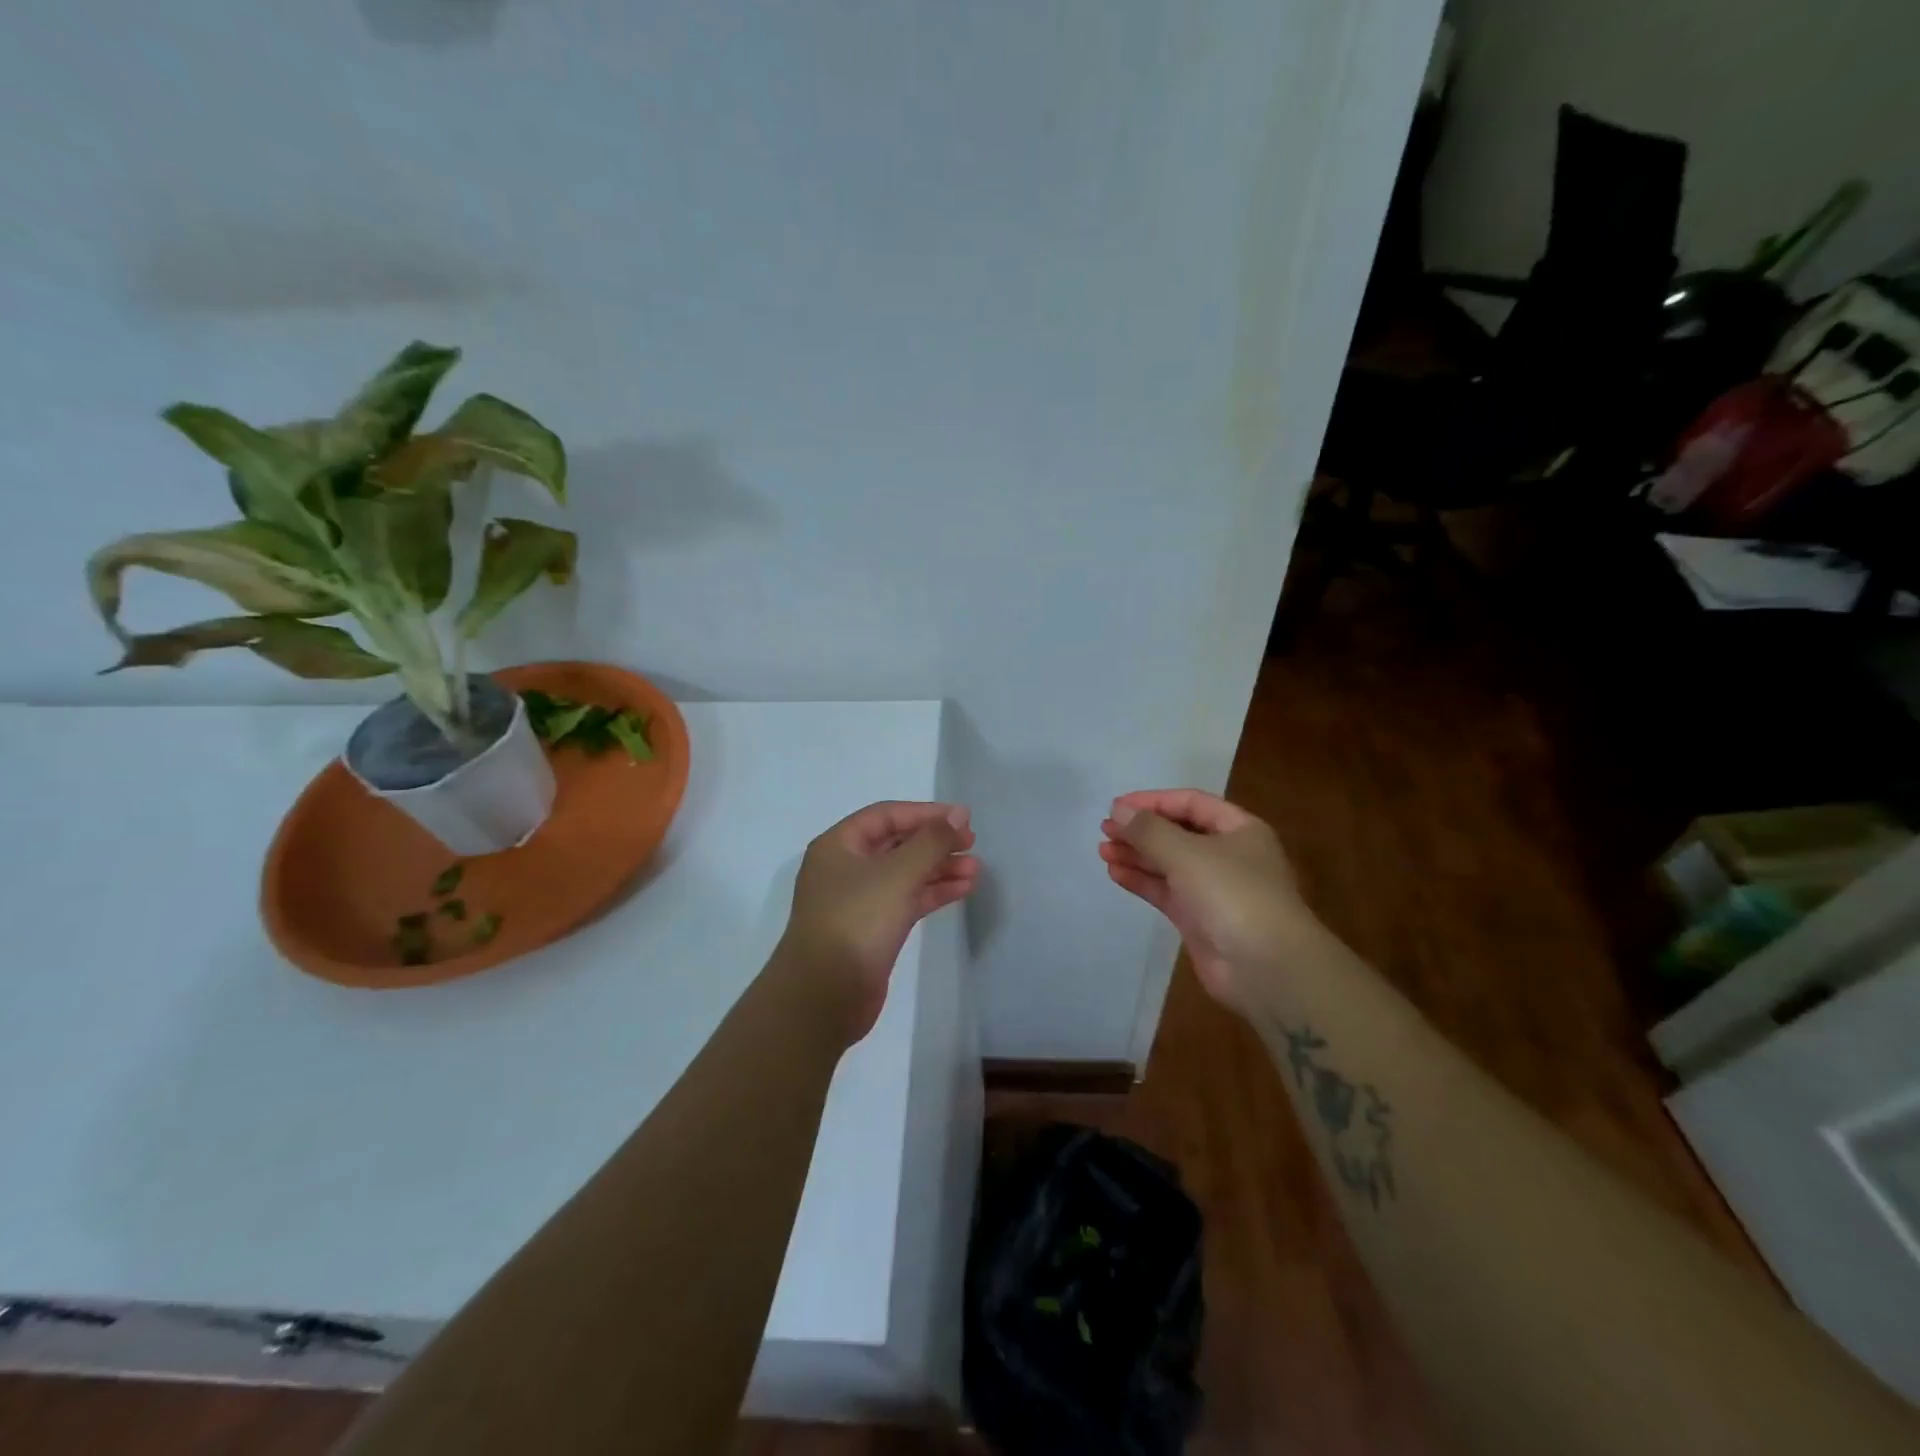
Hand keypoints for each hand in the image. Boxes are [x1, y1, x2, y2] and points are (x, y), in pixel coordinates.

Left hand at [780, 801, 978, 1040]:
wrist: (825, 994)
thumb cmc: (857, 921)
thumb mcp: (897, 873)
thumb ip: (931, 841)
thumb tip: (957, 816)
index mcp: (838, 846)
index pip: (886, 816)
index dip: (925, 813)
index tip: (963, 819)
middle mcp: (845, 868)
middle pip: (896, 844)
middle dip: (934, 842)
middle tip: (971, 843)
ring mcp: (858, 901)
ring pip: (904, 874)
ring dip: (939, 869)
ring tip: (976, 869)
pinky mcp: (872, 929)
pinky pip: (906, 900)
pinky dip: (932, 893)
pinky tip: (963, 889)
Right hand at [1099, 789, 1311, 1010]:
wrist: (1266, 968)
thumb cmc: (1232, 894)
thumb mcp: (1187, 853)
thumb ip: (1149, 830)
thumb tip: (1118, 809)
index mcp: (1240, 830)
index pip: (1191, 803)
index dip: (1153, 801)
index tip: (1117, 806)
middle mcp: (1228, 855)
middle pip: (1178, 833)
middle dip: (1141, 830)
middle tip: (1105, 830)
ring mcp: (1214, 889)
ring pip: (1169, 863)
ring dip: (1137, 855)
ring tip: (1103, 850)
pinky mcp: (1199, 919)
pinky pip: (1166, 891)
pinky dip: (1142, 881)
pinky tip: (1115, 873)